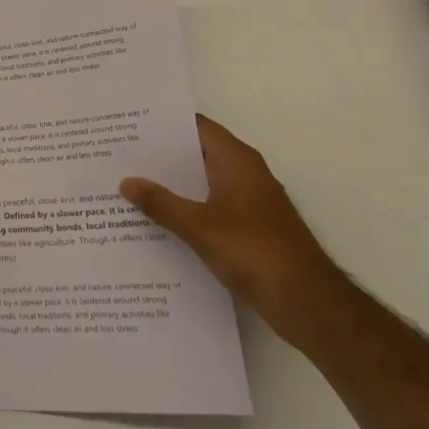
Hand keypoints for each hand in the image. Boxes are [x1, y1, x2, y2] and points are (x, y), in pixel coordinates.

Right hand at [119, 116, 347, 346]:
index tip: (129, 124)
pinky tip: (157, 221)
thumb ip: (161, 203)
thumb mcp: (199, 227)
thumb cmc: (255, 252)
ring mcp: (250, 202)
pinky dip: (186, 209)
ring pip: (202, 183)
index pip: (196, 126)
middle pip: (197, 153)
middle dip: (161, 155)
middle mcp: (245, 173)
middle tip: (119, 154)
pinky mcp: (251, 229)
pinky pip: (210, 207)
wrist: (309, 304)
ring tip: (128, 185)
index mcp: (237, 161)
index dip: (163, 123)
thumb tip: (126, 181)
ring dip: (172, 185)